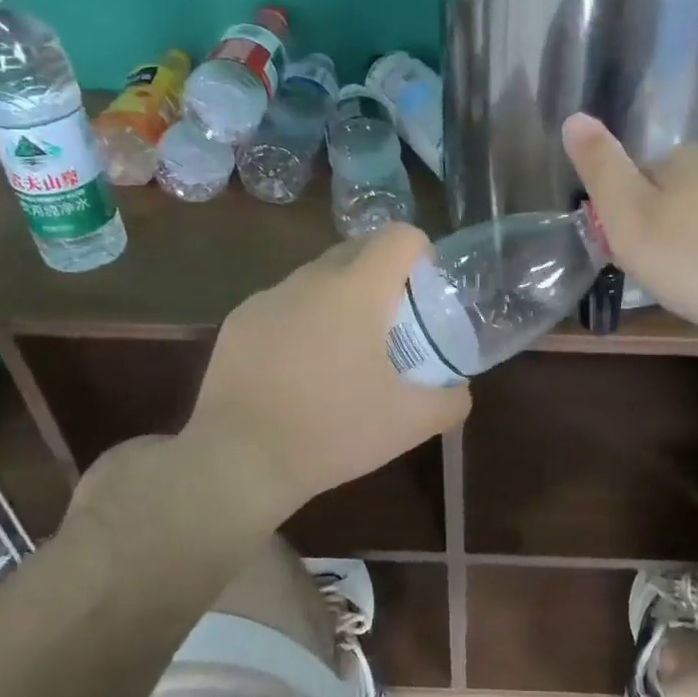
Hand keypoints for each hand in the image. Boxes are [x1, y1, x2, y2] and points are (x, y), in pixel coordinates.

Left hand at [178, 223, 470, 524]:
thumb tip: (459, 389)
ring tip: (342, 354)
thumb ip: (451, 400)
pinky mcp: (238, 322)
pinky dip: (301, 322)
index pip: (399, 236)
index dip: (421, 253)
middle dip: (382, 276)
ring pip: (317, 279)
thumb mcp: (410, 423)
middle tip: (392, 325)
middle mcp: (310, 279)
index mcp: (356, 290)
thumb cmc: (333, 431)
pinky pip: (283, 306)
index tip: (425, 291)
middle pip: (357, 251)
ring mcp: (267, 298)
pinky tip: (298, 371)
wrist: (239, 460)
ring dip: (339, 300)